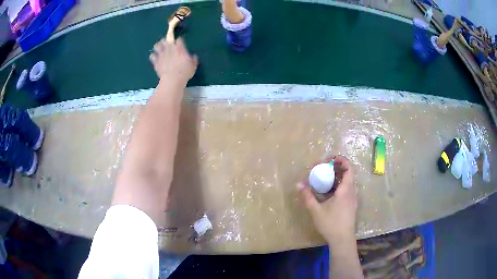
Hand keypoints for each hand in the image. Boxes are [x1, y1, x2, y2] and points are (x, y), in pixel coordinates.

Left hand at [149, 37, 197, 84]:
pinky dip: (153, 56)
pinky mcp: (156, 62)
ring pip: (157, 45)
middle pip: (166, 39)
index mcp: (180, 48)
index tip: (180, 42)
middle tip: (167, 43)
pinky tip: (155, 58)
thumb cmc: (184, 72)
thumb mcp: (193, 66)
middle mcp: (170, 49)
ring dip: (158, 46)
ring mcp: (161, 55)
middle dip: (167, 40)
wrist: (172, 80)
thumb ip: (193, 59)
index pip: (179, 39)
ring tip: (160, 48)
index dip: (180, 40)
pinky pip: (152, 56)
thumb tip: (194, 56)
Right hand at [298, 155, 357, 243]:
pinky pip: (347, 189)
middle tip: (324, 168)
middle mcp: (352, 192)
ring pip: (348, 182)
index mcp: (346, 190)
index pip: (348, 168)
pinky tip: (329, 192)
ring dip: (337, 177)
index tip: (329, 159)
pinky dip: (339, 186)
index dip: (341, 160)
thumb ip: (307, 196)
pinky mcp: (351, 205)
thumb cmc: (330, 223)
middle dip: (336, 168)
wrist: (342, 239)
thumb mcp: (316, 210)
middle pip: (348, 174)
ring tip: (325, 178)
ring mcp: (353, 199)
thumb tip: (299, 184)